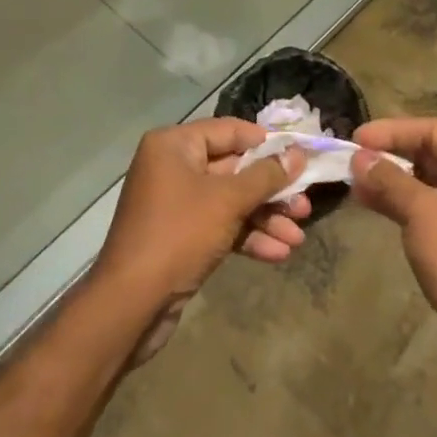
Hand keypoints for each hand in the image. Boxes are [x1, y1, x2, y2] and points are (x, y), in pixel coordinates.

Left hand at [92, 119, 308, 363]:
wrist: (131, 305)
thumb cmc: (179, 234)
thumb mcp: (227, 201)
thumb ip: (265, 176)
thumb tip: (297, 155)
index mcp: (174, 145)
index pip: (229, 131)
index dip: (265, 143)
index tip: (300, 155)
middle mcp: (173, 167)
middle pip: (233, 169)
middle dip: (270, 190)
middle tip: (304, 205)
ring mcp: (176, 203)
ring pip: (230, 201)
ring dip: (264, 217)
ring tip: (298, 235)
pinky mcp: (181, 236)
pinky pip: (220, 226)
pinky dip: (247, 236)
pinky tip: (278, 254)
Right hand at [350, 118, 436, 357]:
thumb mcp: (422, 211)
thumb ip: (389, 179)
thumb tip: (358, 157)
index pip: (435, 131)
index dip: (393, 131)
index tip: (357, 137)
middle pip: (432, 155)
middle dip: (390, 156)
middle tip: (351, 159)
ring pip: (427, 184)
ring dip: (391, 181)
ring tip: (352, 181)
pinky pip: (429, 209)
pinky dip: (401, 204)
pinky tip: (369, 203)